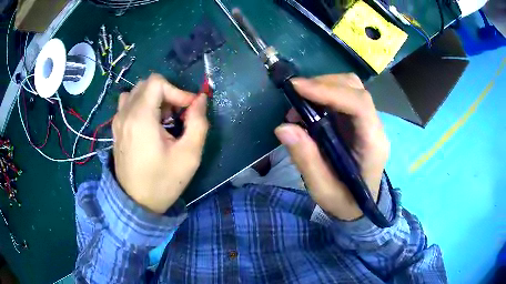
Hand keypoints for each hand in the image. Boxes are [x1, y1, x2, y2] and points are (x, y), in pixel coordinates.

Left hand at [112, 74, 208, 213]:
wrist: (136, 203)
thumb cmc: (163, 182)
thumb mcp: (189, 155)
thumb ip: (198, 123)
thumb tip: (200, 99)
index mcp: (141, 117)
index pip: (157, 82)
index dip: (177, 91)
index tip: (189, 110)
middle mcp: (125, 114)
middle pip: (147, 84)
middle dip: (167, 94)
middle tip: (177, 115)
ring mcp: (118, 121)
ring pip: (136, 92)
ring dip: (153, 98)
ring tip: (162, 118)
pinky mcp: (116, 129)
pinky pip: (128, 104)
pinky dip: (141, 105)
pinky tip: (149, 124)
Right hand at [274, 74, 389, 220]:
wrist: (359, 206)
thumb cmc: (344, 201)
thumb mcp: (322, 189)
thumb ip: (306, 159)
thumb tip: (283, 127)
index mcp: (372, 144)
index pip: (359, 105)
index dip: (329, 91)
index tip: (297, 88)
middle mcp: (373, 126)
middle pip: (355, 89)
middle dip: (323, 84)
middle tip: (294, 95)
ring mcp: (366, 121)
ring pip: (350, 87)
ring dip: (323, 86)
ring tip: (299, 103)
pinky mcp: (357, 121)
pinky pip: (343, 96)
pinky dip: (323, 94)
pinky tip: (308, 107)